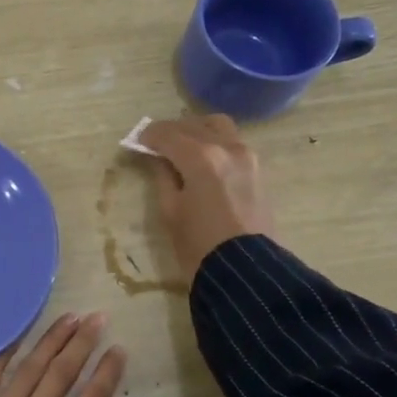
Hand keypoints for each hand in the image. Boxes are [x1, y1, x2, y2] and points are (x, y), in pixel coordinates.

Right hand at [138, 114, 273, 281]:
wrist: (246, 272)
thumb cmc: (198, 245)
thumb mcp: (170, 211)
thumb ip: (163, 176)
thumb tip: (159, 158)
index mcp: (200, 157)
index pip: (167, 134)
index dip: (149, 136)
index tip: (138, 142)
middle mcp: (226, 147)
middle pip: (193, 125)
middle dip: (172, 131)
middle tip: (156, 145)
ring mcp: (247, 156)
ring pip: (218, 126)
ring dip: (197, 131)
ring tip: (182, 148)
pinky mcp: (258, 169)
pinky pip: (232, 142)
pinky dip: (214, 141)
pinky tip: (203, 159)